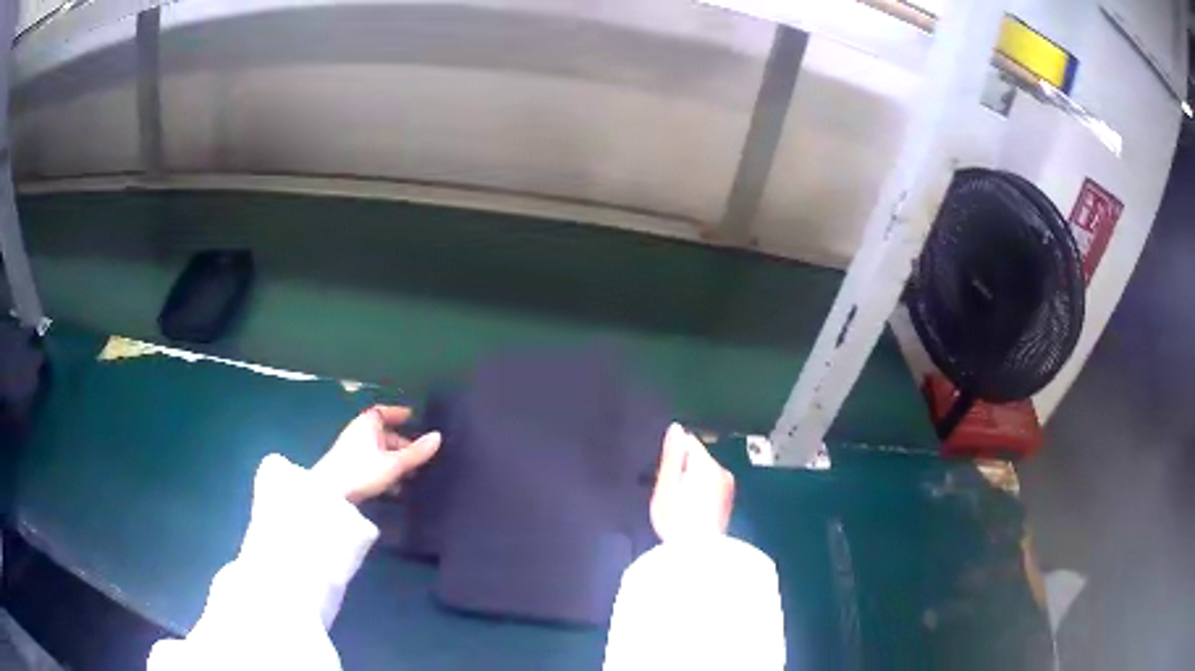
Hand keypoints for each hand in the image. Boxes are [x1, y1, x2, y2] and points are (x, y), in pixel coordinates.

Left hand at [312, 405, 441, 503]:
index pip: (384, 411)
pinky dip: (384, 470)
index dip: (398, 413)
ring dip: (394, 460)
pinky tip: (394, 487)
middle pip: (383, 433)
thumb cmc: (363, 470)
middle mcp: (358, 432)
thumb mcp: (394, 463)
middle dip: (401, 443)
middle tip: (419, 455)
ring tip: (411, 475)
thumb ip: (417, 452)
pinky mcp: (348, 468)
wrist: (330, 493)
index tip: (412, 417)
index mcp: (367, 423)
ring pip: (378, 450)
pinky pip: (371, 463)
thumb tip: (438, 436)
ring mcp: (351, 450)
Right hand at [649, 423, 734, 541]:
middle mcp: (721, 470)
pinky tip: (692, 512)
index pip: (689, 442)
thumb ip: (672, 455)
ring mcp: (727, 487)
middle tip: (671, 495)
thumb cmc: (677, 518)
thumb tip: (676, 427)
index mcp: (706, 463)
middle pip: (697, 459)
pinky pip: (711, 488)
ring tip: (680, 506)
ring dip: (692, 483)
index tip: (665, 476)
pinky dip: (701, 495)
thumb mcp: (666, 486)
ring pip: (705, 474)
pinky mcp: (728, 502)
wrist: (699, 553)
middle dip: (683, 470)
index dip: (673, 456)